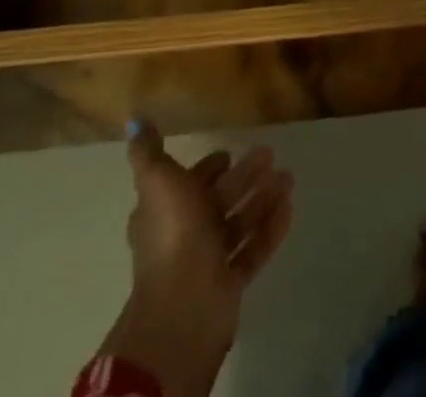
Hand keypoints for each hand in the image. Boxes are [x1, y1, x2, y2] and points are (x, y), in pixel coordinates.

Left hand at [100, 122, 293, 396]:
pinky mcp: (229, 282)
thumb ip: (149, 152)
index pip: (187, 184)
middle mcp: (184, 235)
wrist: (184, 306)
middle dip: (243, 177)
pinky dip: (270, 228)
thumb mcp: (158, 181)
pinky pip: (254, 249)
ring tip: (289, 177)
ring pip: (238, 223)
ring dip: (262, 199)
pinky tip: (289, 207)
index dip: (206, 169)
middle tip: (270, 154)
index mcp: (164, 212)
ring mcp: (207, 261)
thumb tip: (136, 120)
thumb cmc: (173, 233)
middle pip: (217, 201)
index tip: (228, 153)